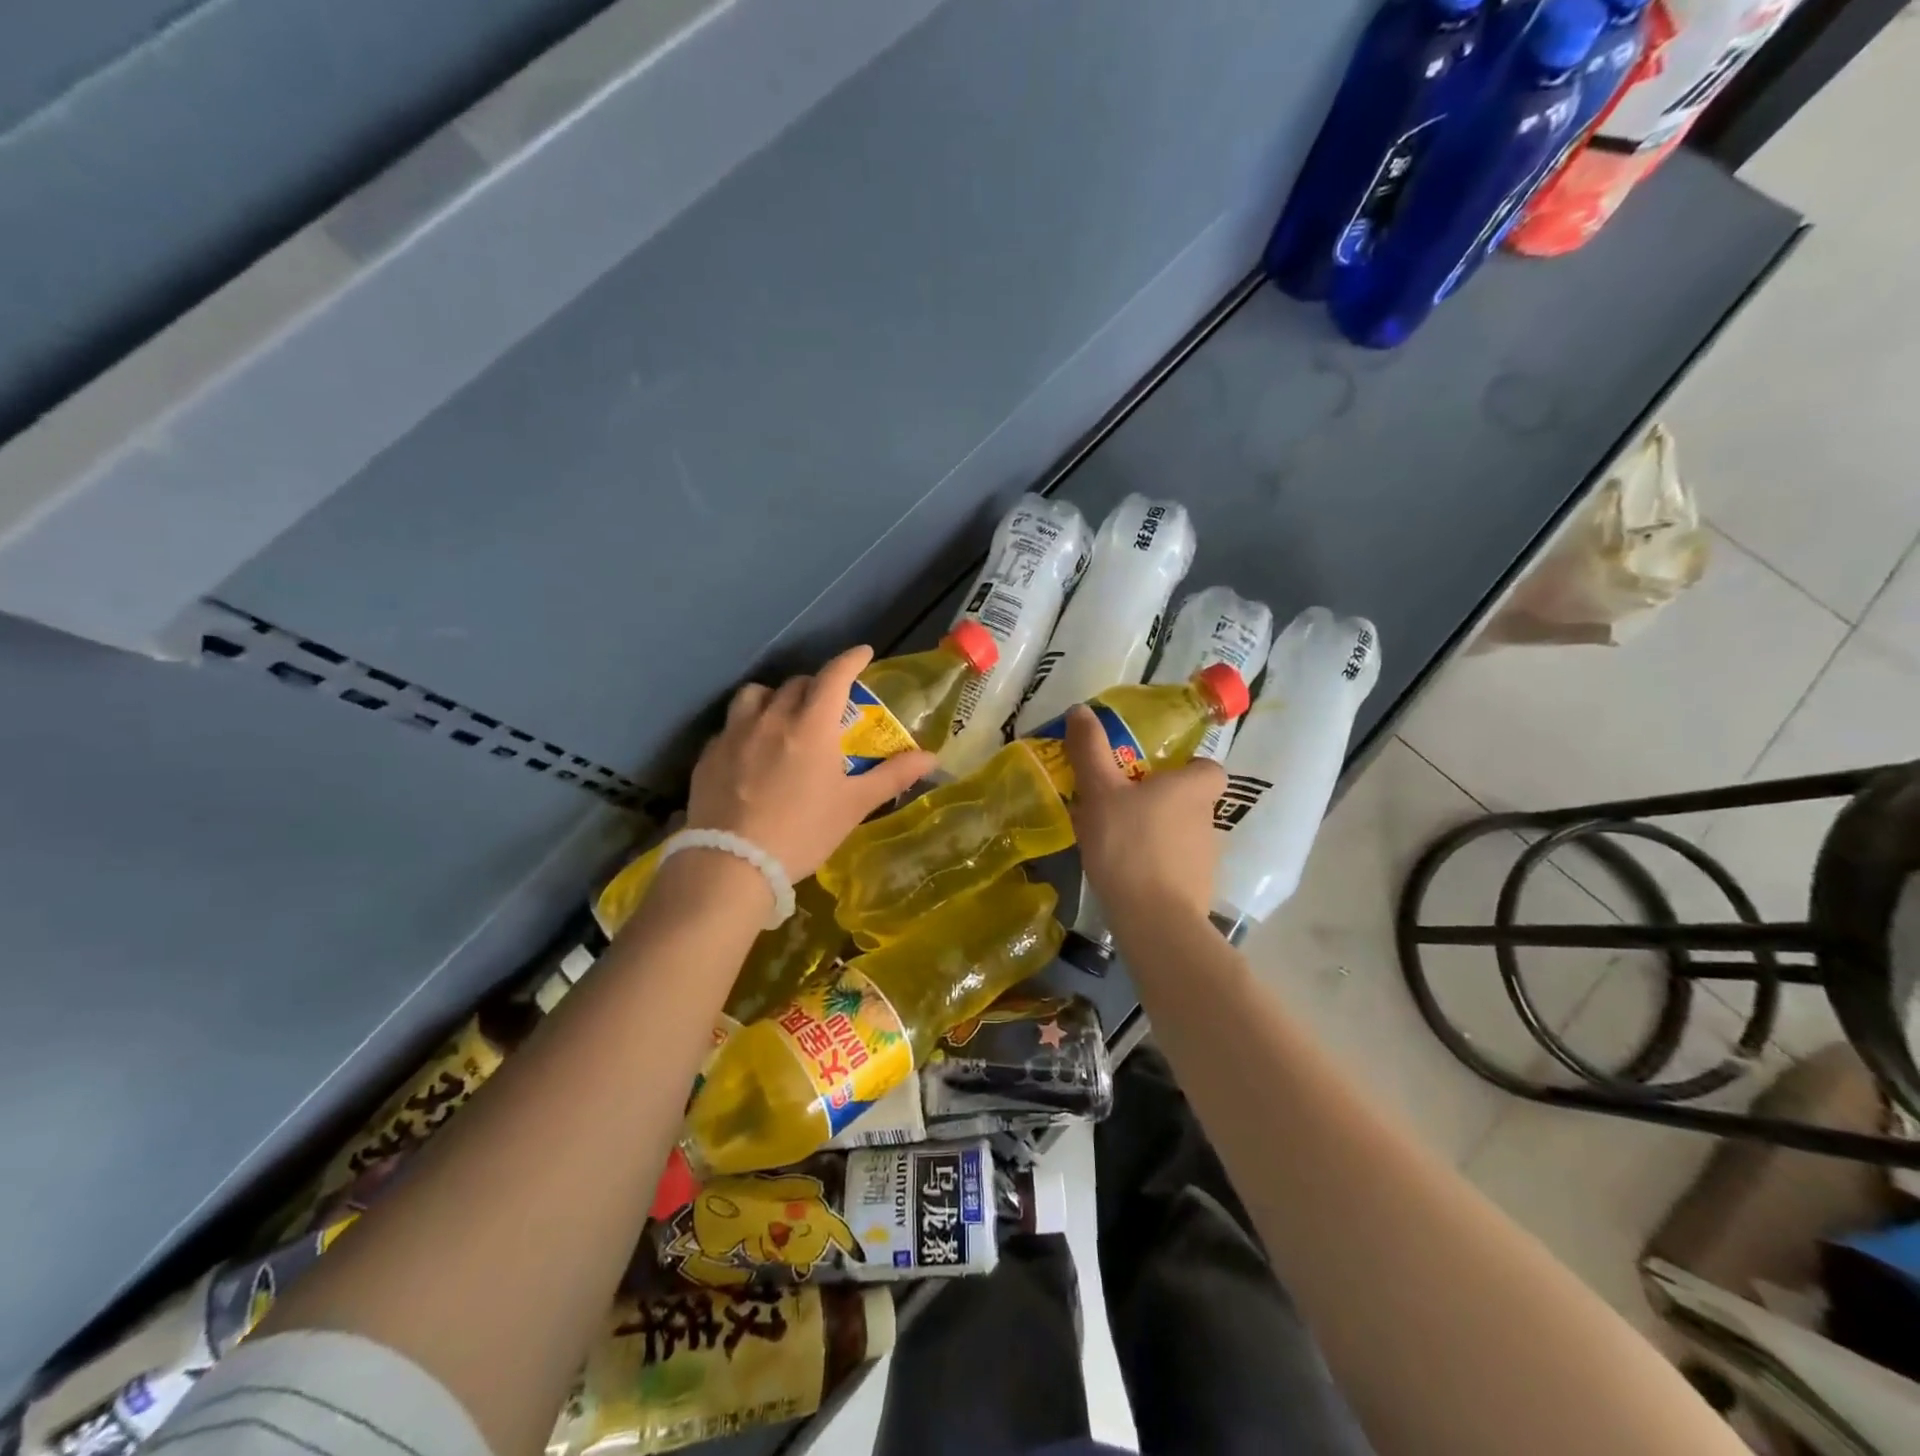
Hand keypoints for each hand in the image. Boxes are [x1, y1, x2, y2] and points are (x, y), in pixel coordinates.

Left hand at [686, 646, 936, 880]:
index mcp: (811, 725)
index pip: (834, 675)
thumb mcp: (854, 805)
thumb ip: (892, 775)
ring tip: (782, 719)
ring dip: (775, 698)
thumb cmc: (803, 832)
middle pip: (797, 683)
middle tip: (828, 705)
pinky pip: (731, 725)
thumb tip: (931, 757)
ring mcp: (735, 734)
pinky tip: (751, 753)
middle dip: (817, 686)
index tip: (863, 653)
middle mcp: (771, 718)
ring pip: (756, 695)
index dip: (851, 659)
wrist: (732, 864)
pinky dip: (747, 727)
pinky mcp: (709, 755)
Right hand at [1065, 704, 1225, 920]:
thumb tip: (1081, 709)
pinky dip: (1154, 863)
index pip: (1207, 767)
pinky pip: (1174, 864)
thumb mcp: (1100, 790)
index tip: (1151, 773)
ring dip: (1155, 832)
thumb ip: (1090, 749)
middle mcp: (1208, 818)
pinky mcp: (1197, 889)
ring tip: (1115, 840)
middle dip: (1160, 800)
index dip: (1184, 767)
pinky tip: (1123, 871)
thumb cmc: (1129, 843)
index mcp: (1194, 788)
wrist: (1154, 919)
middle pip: (1189, 800)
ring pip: (1180, 833)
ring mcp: (1206, 857)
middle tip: (1119, 804)